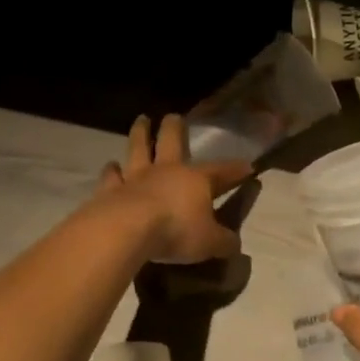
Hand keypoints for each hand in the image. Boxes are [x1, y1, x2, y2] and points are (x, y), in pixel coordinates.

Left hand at [99, 114, 251, 264]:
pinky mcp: (111, 190)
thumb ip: (224, 242)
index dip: (236, 169)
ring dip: (140, 134)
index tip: (248, 166)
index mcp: (196, 180)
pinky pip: (111, 177)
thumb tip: (235, 244)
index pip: (222, 171)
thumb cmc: (176, 231)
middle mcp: (166, 171)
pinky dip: (111, 171)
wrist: (127, 229)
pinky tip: (111, 165)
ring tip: (141, 120)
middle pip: (172, 141)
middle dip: (175, 128)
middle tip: (173, 116)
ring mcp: (136, 177)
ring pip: (139, 148)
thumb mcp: (210, 242)